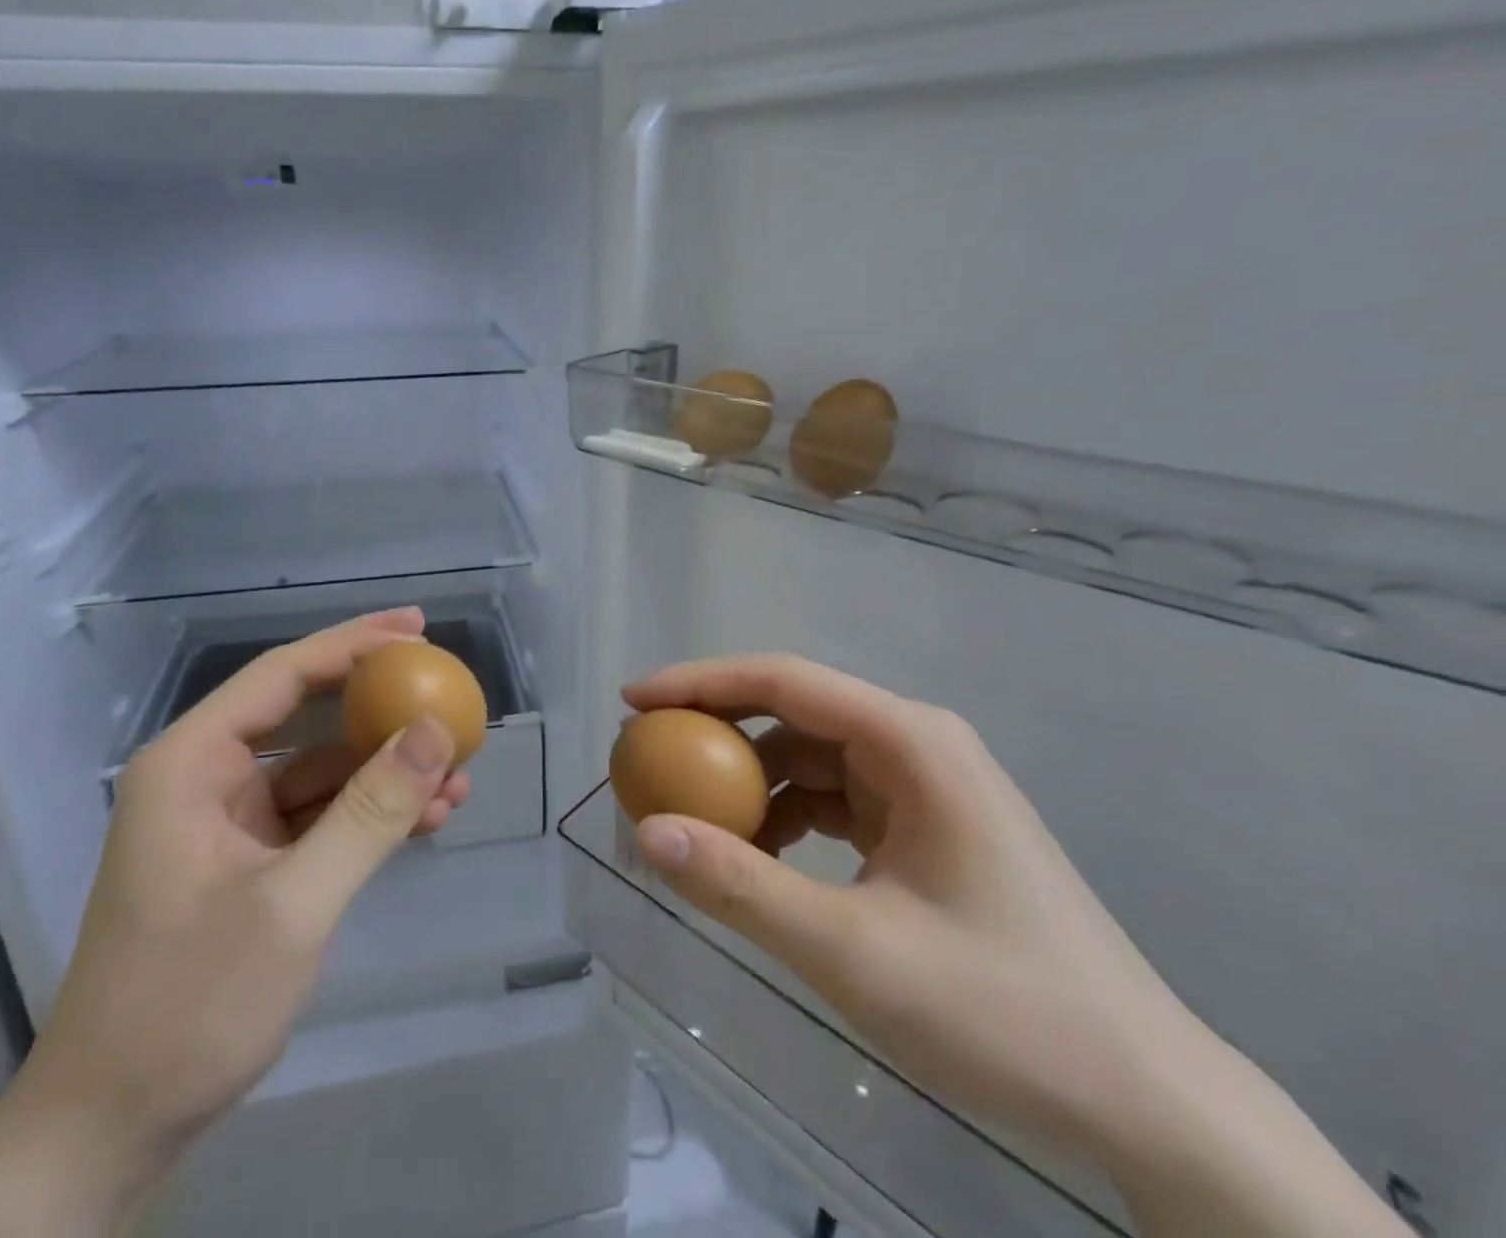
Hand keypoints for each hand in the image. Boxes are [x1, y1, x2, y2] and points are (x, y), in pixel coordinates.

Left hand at [0, 609, 466, 1236]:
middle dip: (379, 704)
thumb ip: (370, 811)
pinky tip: (427, 818)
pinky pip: (322, 816)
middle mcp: (208, 778)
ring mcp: (231, 822)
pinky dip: (371, 814)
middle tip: (445, 686)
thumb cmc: (190, 1004)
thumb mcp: (295, 903)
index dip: (354, 644)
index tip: (417, 628)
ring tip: (458, 773)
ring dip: (387, 770)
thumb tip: (437, 731)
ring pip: (323, 770)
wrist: (114, 1127)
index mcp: (192, 762)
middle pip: (306, 713)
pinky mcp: (251, 861)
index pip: (283, 675)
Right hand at [625, 656, 1405, 1236]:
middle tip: (650, 758)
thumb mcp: (853, 953)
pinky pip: (835, 799)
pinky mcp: (927, 828)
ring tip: (694, 817)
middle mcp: (918, 745)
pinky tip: (759, 857)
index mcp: (911, 742)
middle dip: (717, 730)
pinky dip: (786, 817)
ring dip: (750, 781)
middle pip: (795, 711)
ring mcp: (926, 786)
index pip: (784, 681)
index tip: (633, 703)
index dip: (699, 683)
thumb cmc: (1005, 1012)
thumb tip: (647, 832)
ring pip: (811, 757)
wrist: (1148, 1100)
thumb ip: (742, 888)